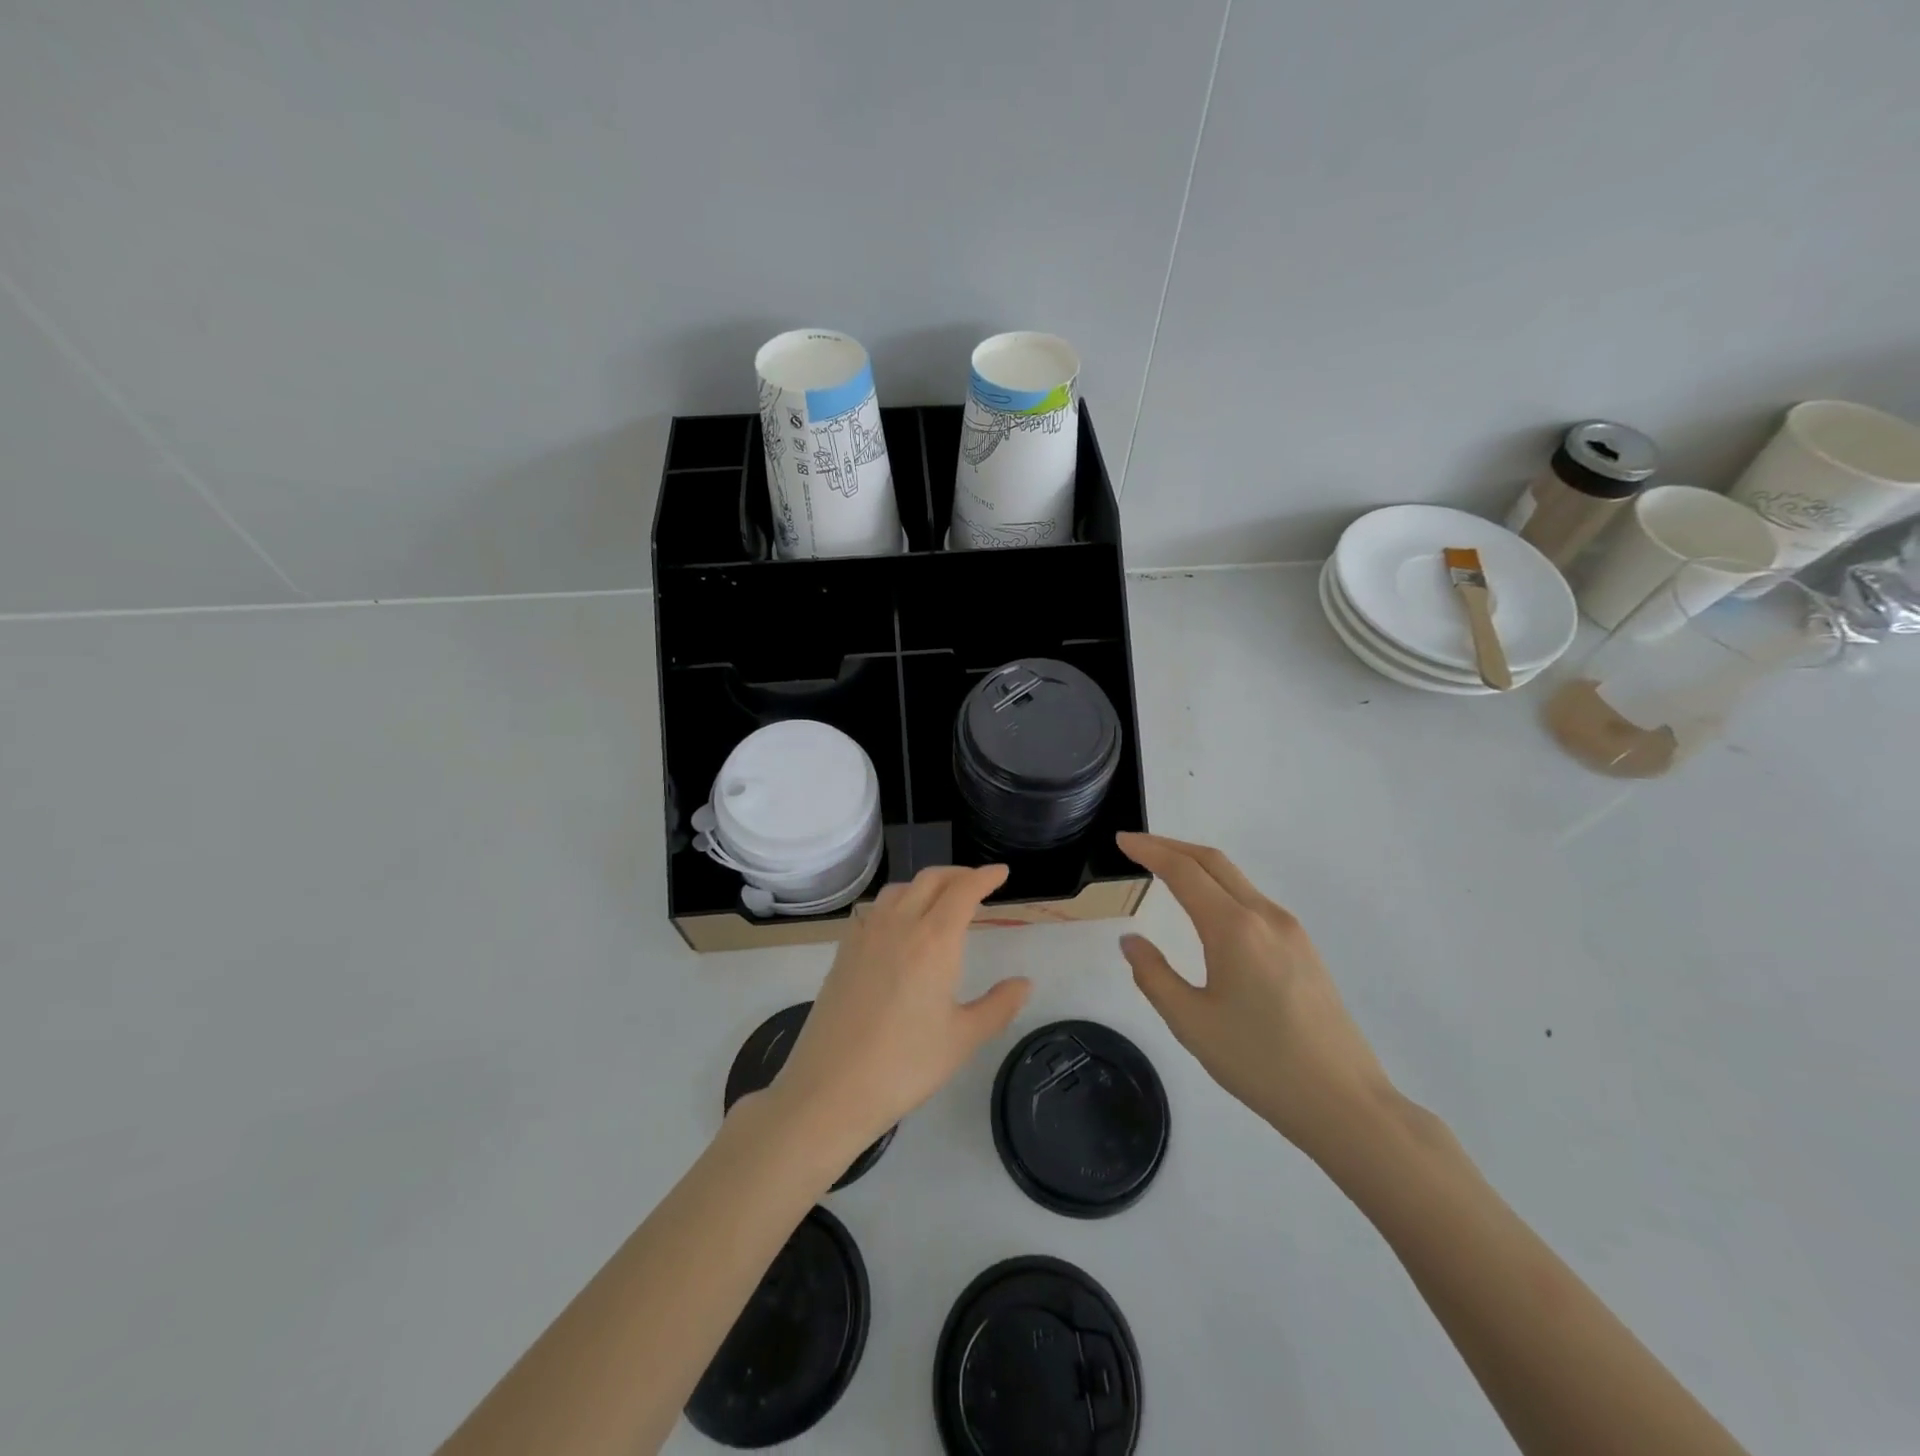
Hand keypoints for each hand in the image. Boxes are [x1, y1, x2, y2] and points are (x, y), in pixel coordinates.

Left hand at [766, 865, 1031, 1157]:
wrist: (831, 1087)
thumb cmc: (905, 1065)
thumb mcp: (963, 1039)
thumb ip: (998, 1006)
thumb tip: (1024, 983)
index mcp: (935, 940)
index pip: (964, 890)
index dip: (985, 877)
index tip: (1001, 873)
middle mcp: (900, 925)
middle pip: (930, 880)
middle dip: (958, 874)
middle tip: (977, 883)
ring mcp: (866, 935)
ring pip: (900, 889)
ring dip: (925, 884)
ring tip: (940, 899)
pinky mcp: (844, 950)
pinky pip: (874, 909)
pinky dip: (896, 902)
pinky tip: (898, 925)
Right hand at [1116, 833, 1395, 1158]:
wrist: (1345, 1103)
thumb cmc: (1260, 1063)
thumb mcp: (1191, 1023)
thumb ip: (1154, 976)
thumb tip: (1131, 941)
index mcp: (1234, 928)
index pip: (1183, 871)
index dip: (1149, 850)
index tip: (1121, 840)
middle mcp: (1265, 916)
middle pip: (1213, 862)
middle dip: (1171, 846)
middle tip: (1137, 846)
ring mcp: (1291, 931)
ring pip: (1236, 879)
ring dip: (1197, 866)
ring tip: (1165, 871)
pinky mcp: (1304, 949)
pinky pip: (1253, 901)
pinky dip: (1220, 888)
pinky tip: (1208, 910)